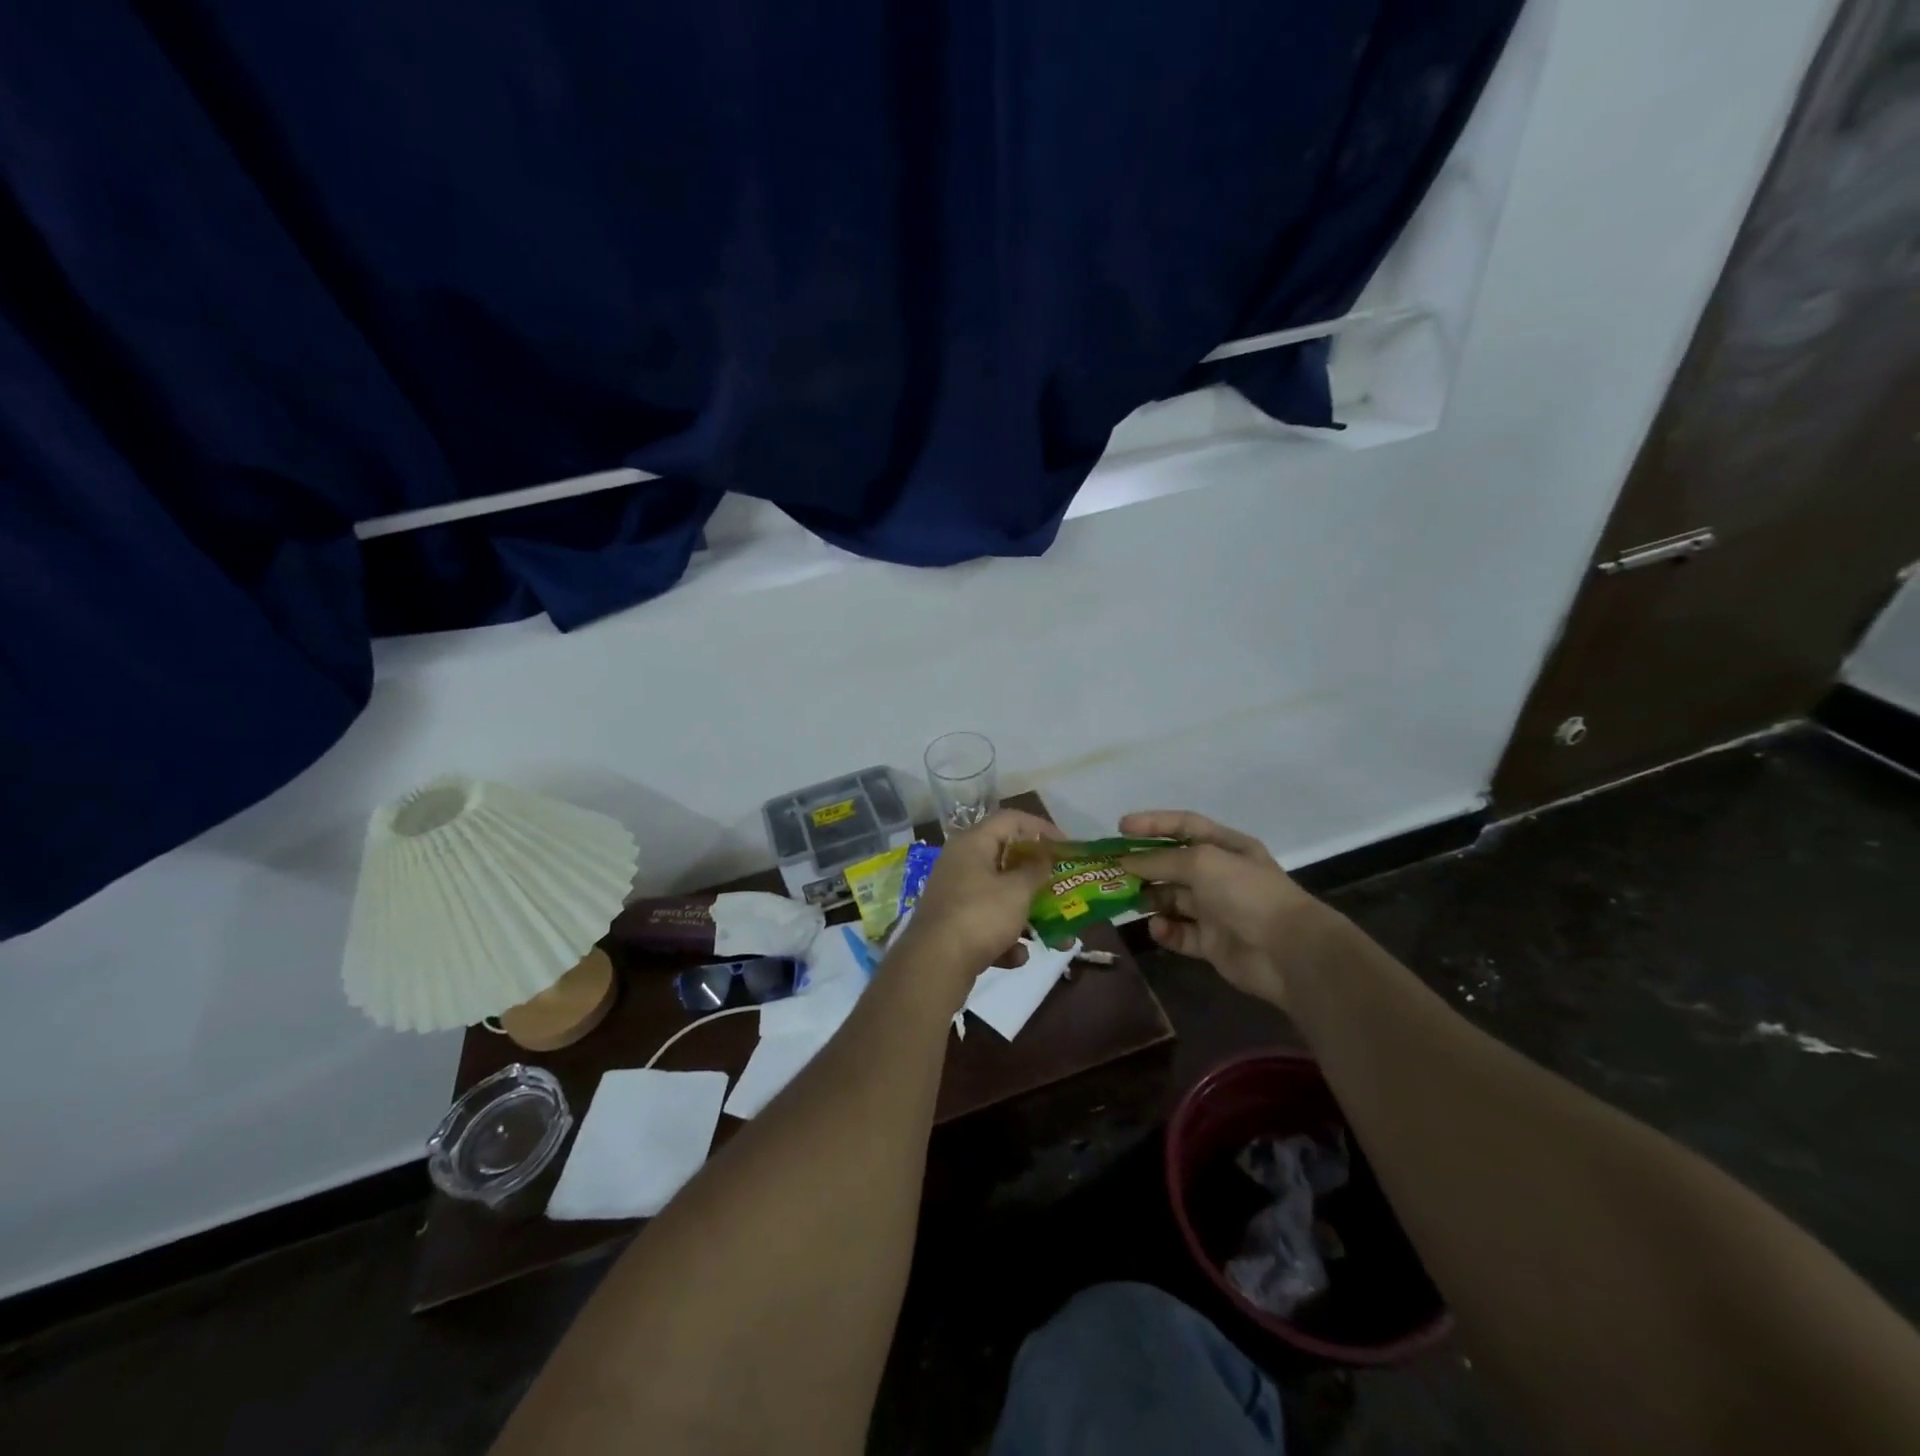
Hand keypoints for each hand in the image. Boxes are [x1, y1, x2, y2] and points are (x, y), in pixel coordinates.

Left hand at [889, 809, 1060, 995]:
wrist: (934, 964)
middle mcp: (960, 863)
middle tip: (1064, 889)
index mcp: (972, 843)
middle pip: (1006, 861)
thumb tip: (1044, 856)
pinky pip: (986, 925)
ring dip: (1028, 915)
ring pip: (1000, 897)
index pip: (1011, 819)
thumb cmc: (980, 915)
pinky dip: (1004, 939)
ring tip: (1057, 937)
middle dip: (1038, 880)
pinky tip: (1016, 957)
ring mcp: (954, 895)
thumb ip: (1036, 871)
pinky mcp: (952, 926)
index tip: (1067, 847)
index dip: (1042, 829)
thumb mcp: (1017, 891)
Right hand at [1120, 810, 1326, 1005]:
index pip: (1183, 826)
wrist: (1288, 951)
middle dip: (1143, 866)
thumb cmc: (1246, 893)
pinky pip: (1180, 933)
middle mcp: (1220, 875)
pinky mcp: (1211, 943)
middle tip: (1111, 871)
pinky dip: (1165, 930)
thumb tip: (1125, 862)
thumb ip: (1160, 859)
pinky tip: (1157, 927)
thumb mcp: (1202, 862)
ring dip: (1149, 898)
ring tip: (1127, 900)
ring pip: (1172, 899)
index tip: (1119, 827)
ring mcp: (1215, 910)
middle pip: (1172, 864)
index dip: (1152, 823)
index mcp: (1226, 847)